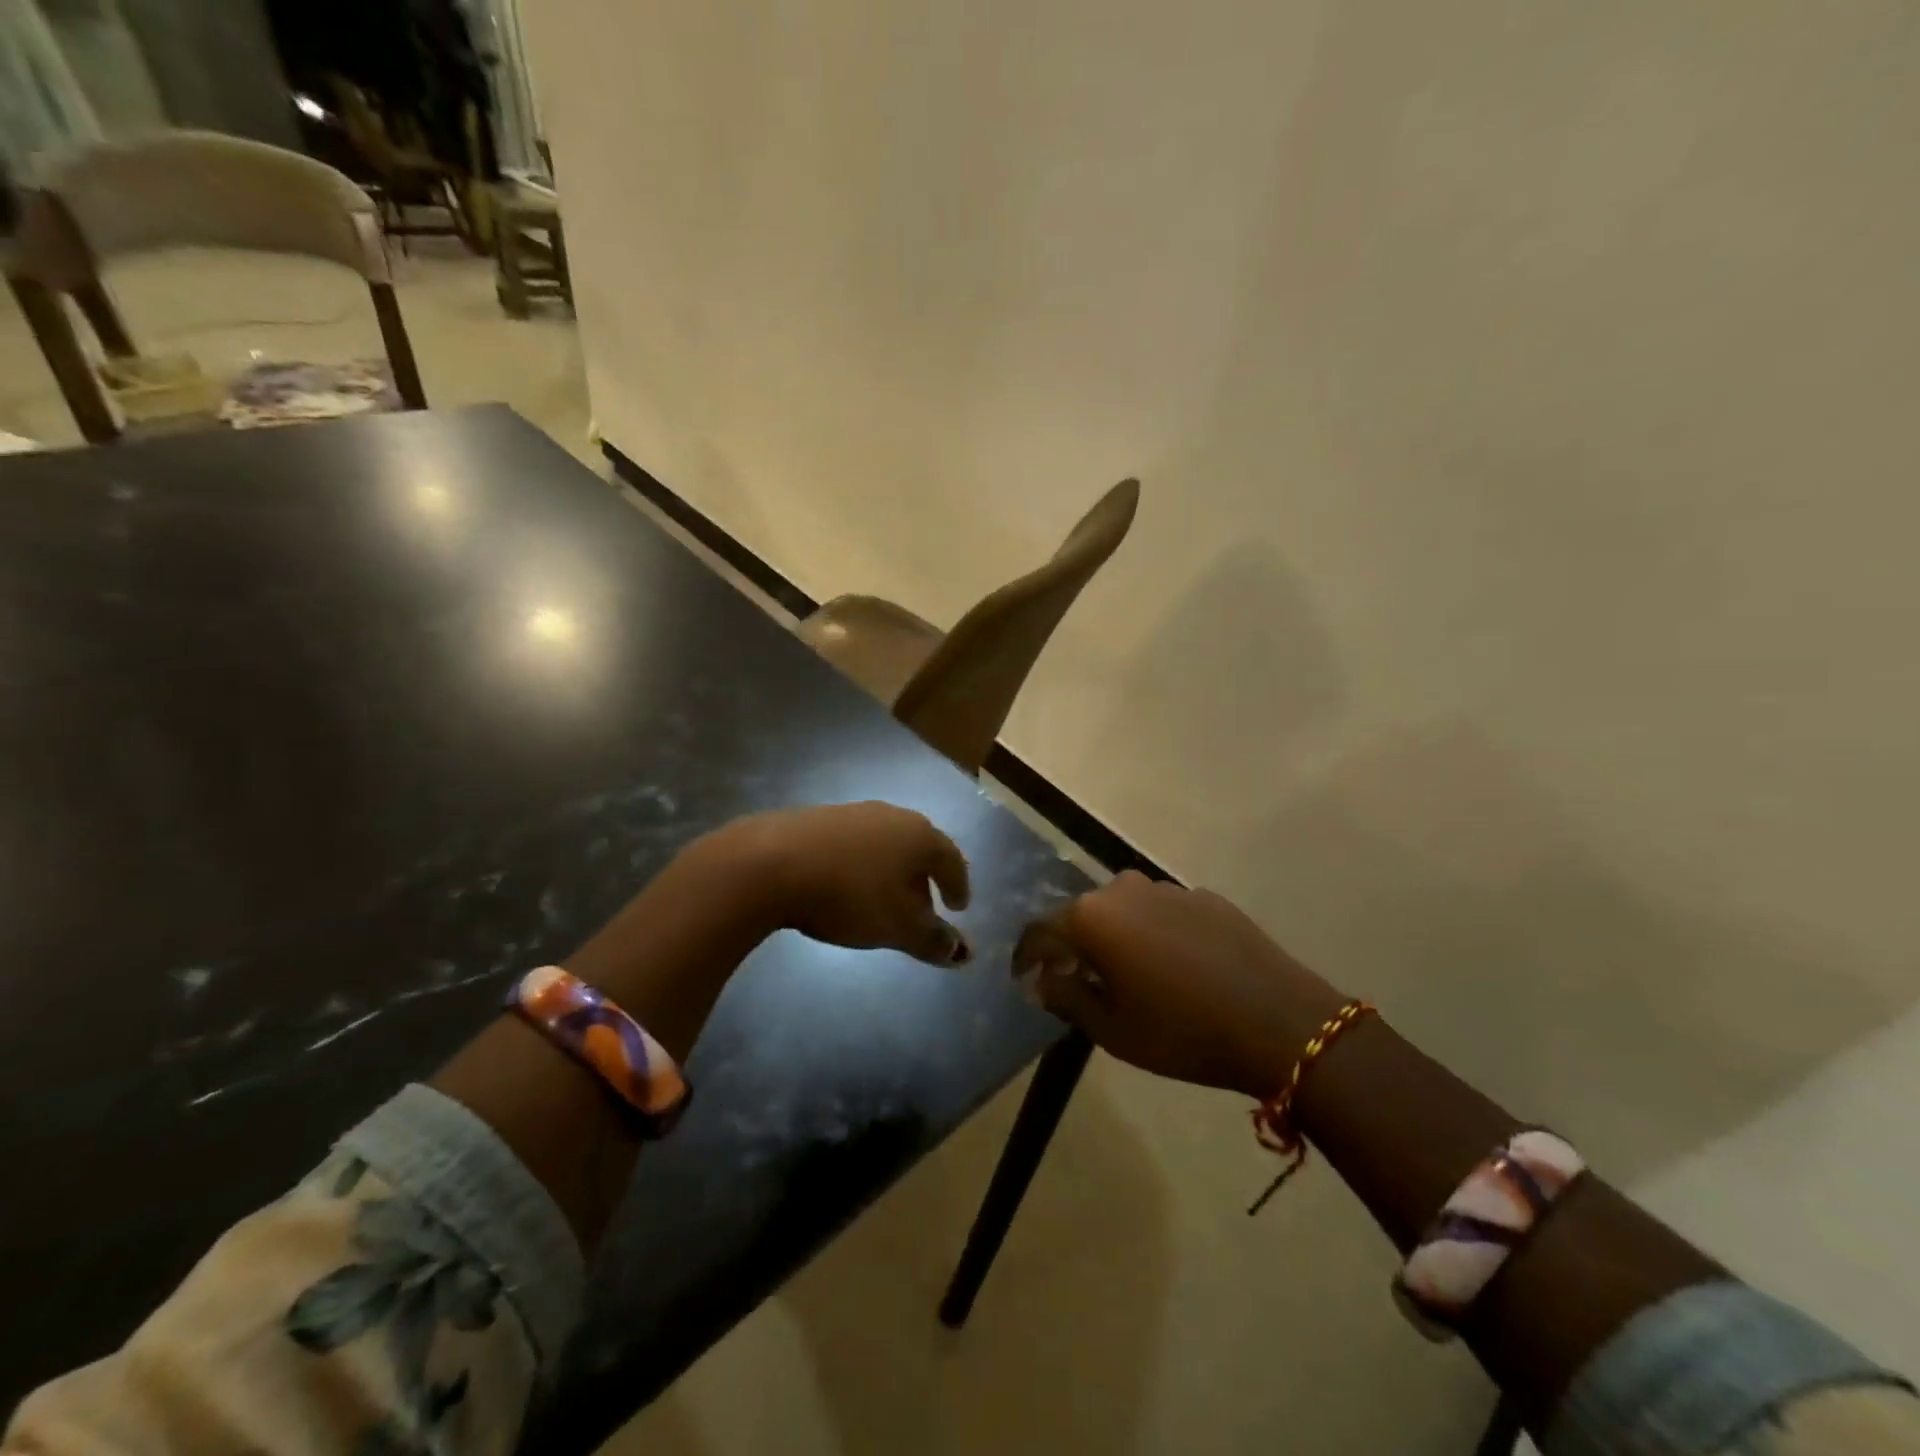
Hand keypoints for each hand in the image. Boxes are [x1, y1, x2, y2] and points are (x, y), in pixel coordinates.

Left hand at [719, 801, 972, 966]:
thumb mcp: (896, 927)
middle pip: (918, 848)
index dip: (958, 886)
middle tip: (924, 910)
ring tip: (883, 901)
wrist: (770, 862)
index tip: (959, 908)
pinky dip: (862, 865)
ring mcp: (853, 813)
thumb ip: (933, 941)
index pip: (951, 859)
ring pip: (885, 845)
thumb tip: (964, 953)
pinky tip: (846, 886)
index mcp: (919, 836)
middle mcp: (892, 816)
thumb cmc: (848, 895)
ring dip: (892, 872)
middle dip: (924, 880)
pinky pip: (854, 844)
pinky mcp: (818, 817)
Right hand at [1013, 871, 1347, 1097]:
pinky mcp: (1205, 897)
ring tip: (1126, 973)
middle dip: (1073, 944)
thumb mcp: (1112, 1029)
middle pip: (1082, 914)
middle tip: (1077, 980)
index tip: (1026, 978)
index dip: (1028, 956)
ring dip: (1115, 936)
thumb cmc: (1182, 1032)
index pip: (1040, 929)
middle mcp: (1124, 889)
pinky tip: (1173, 966)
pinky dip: (1153, 933)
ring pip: (1124, 909)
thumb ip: (1066, 998)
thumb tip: (1040, 981)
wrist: (1280, 1022)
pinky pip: (1162, 912)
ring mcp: (1168, 888)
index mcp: (1093, 917)